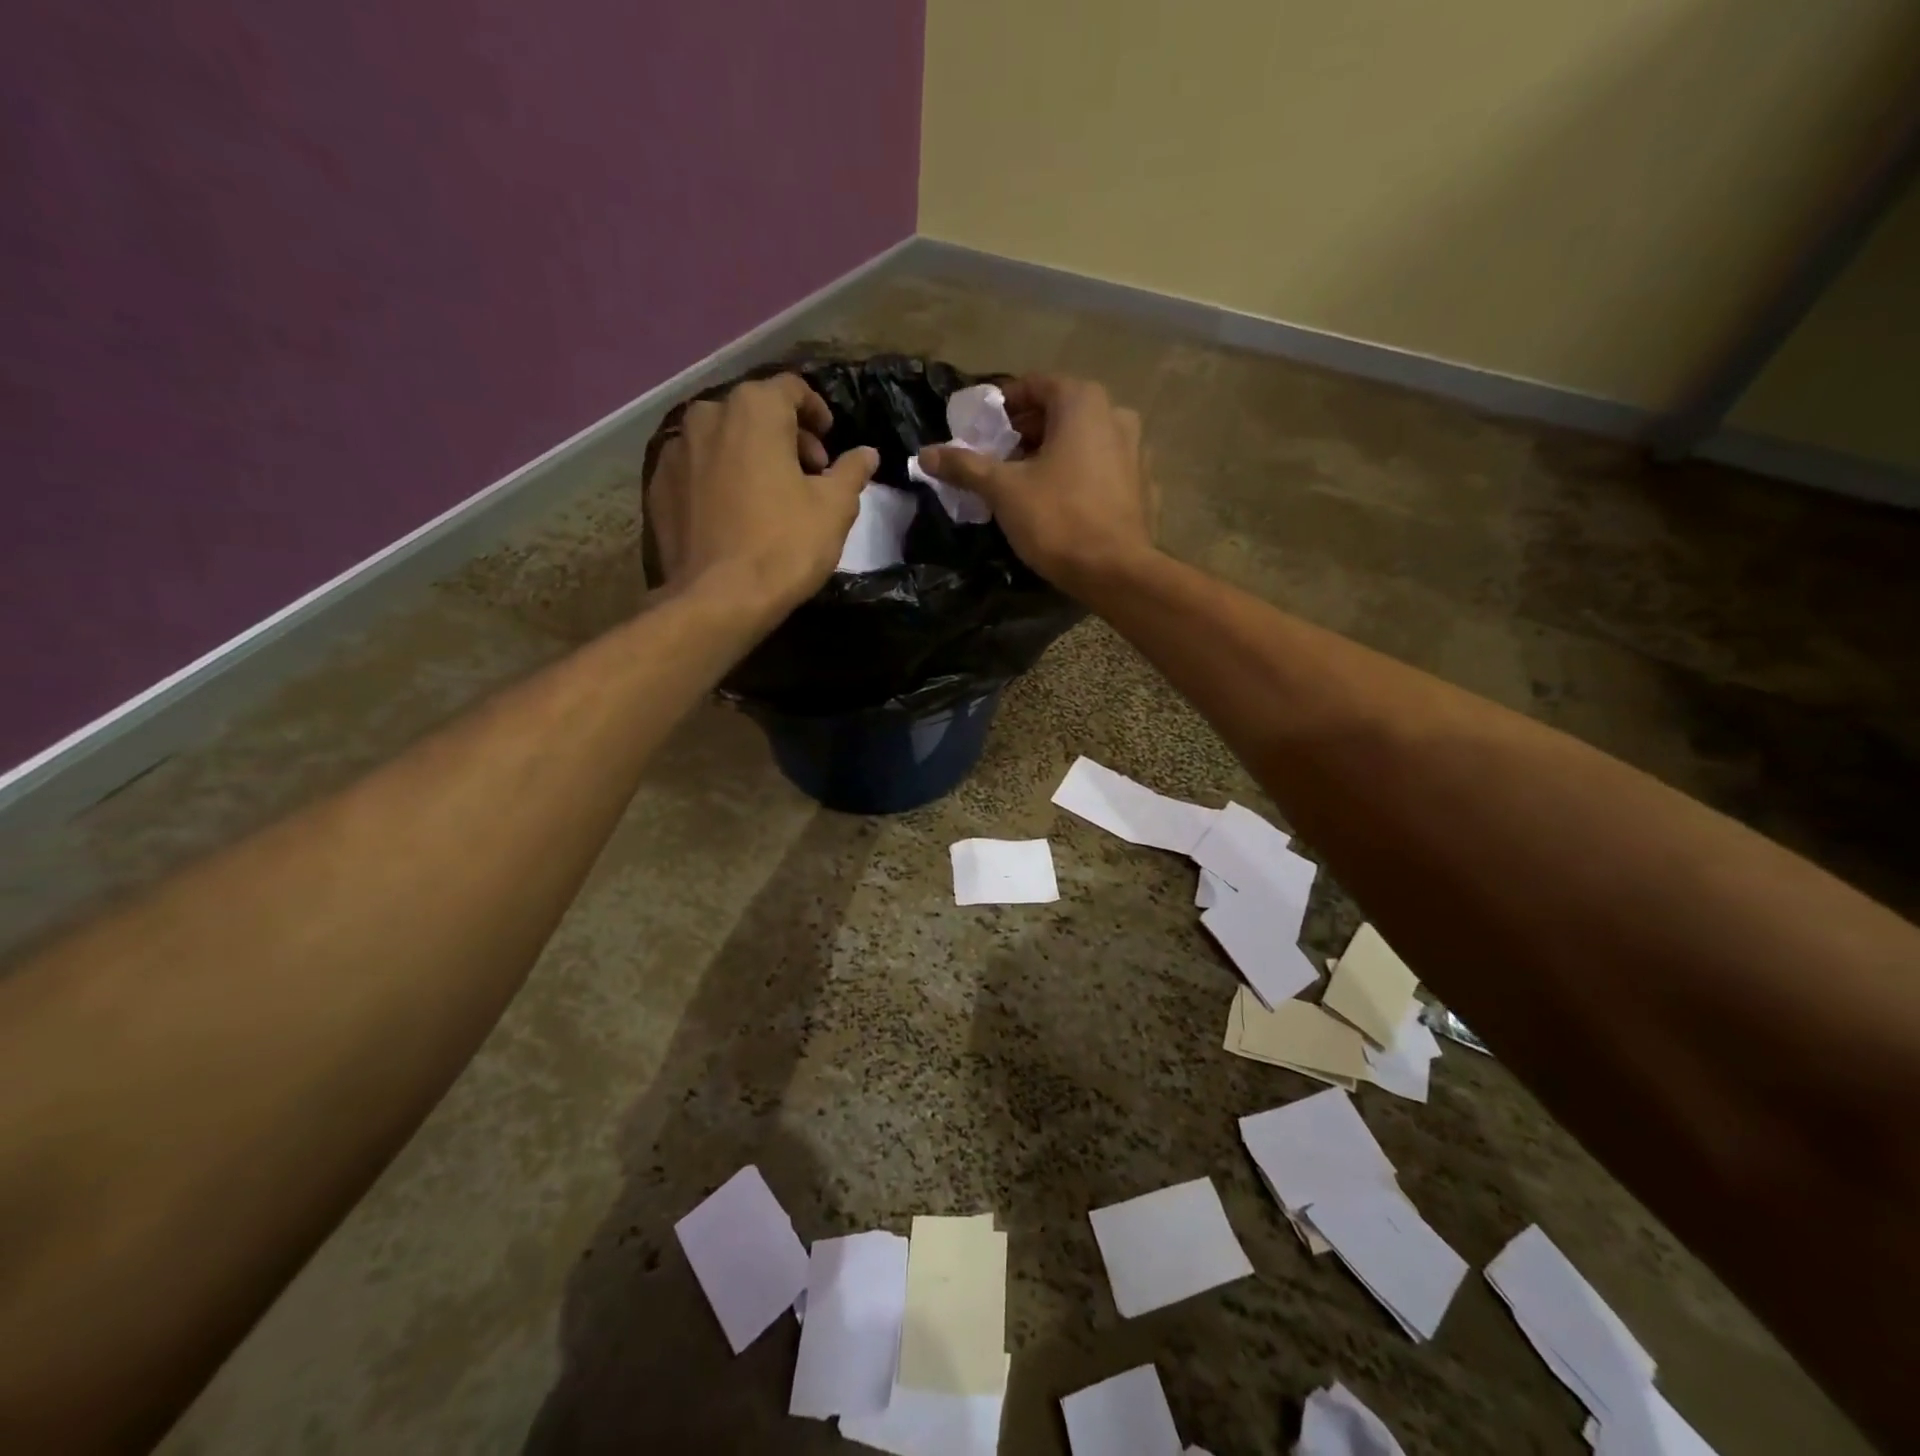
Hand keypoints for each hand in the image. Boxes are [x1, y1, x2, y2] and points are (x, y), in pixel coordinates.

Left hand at [651, 374, 877, 614]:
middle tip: (808, 474)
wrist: (718, 598)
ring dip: (751, 456)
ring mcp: (676, 450)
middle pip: (754, 412)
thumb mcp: (834, 508)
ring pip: (723, 439)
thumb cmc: (785, 545)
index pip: (791, 388)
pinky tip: (736, 513)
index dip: (816, 411)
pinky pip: (698, 469)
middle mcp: (708, 416)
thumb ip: (851, 472)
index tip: (829, 441)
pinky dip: (720, 478)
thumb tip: (867, 454)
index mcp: (754, 409)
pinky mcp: (658, 486)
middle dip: (785, 436)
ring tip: (771, 494)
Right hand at [916, 376, 1156, 596]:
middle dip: (1026, 431)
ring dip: (1052, 452)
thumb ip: (965, 466)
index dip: (1002, 405)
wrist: (1116, 571)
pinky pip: (1101, 467)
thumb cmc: (1057, 519)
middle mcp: (1115, 415)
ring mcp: (1135, 450)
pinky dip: (1078, 474)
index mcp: (1082, 403)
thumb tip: (926, 454)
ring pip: (1083, 440)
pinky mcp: (1142, 485)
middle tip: (997, 456)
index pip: (1034, 386)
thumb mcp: (1003, 490)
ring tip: (1024, 480)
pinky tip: (1060, 500)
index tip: (980, 429)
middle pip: (1060, 412)